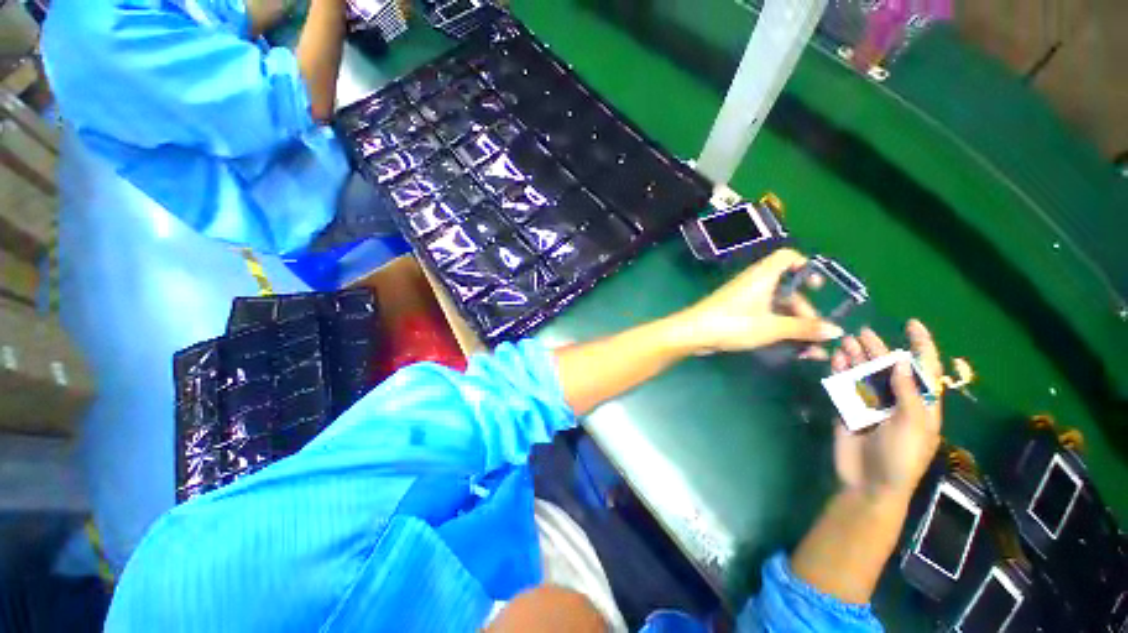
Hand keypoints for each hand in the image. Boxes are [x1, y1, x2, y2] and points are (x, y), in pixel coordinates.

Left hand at [671, 249, 843, 354]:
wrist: (693, 333)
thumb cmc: (734, 323)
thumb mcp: (772, 327)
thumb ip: (804, 328)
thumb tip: (836, 330)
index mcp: (763, 275)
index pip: (787, 257)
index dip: (805, 266)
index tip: (817, 287)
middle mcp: (754, 282)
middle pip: (787, 287)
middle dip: (804, 309)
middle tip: (815, 332)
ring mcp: (744, 297)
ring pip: (776, 305)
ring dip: (793, 323)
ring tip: (808, 348)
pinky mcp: (736, 312)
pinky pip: (763, 314)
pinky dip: (777, 326)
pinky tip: (789, 347)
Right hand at [831, 321, 943, 500]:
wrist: (869, 483)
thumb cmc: (900, 458)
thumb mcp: (912, 425)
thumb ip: (909, 393)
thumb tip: (903, 360)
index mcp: (922, 405)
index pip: (926, 369)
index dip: (922, 346)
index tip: (912, 324)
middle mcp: (897, 400)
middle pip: (889, 368)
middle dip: (879, 349)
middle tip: (863, 333)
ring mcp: (871, 405)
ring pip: (864, 375)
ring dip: (856, 358)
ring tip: (847, 342)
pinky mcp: (849, 410)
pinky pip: (845, 386)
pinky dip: (841, 372)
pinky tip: (836, 360)